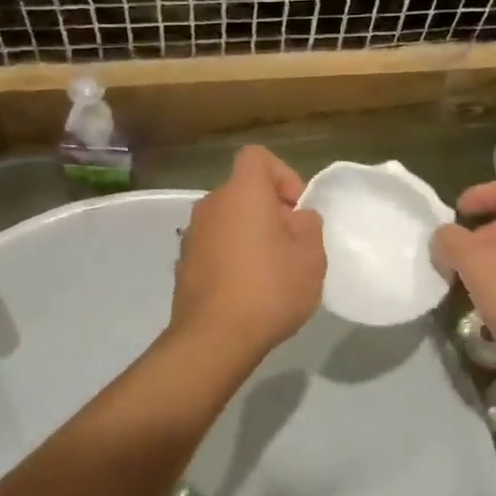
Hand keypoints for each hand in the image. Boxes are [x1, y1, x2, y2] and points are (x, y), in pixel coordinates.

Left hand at [169, 146, 324, 367]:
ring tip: (272, 272)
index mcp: (241, 192)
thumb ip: (309, 226)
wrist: (213, 339)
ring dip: (251, 235)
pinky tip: (248, 290)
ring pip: (230, 221)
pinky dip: (232, 257)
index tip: (297, 210)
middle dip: (271, 211)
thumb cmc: (269, 288)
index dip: (283, 175)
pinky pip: (216, 246)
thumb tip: (296, 219)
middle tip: (292, 246)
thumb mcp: (311, 256)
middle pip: (245, 191)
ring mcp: (192, 235)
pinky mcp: (184, 264)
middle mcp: (211, 205)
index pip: (258, 157)